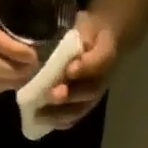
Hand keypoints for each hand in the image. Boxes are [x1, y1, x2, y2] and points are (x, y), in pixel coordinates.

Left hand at [42, 12, 118, 127]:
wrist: (101, 44)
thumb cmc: (90, 32)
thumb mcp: (87, 25)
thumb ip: (80, 35)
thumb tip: (66, 48)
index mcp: (106, 53)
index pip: (101, 61)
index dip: (86, 68)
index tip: (70, 69)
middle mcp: (103, 79)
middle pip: (89, 92)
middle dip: (70, 95)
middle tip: (52, 95)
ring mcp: (95, 94)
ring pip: (81, 108)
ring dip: (61, 114)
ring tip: (41, 115)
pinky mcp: (86, 104)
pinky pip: (75, 116)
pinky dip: (61, 121)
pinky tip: (44, 122)